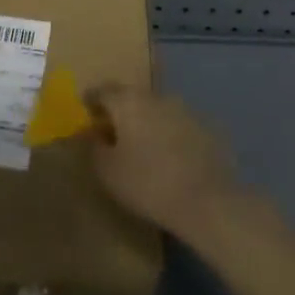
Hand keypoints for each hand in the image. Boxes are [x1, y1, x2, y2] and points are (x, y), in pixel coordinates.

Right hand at [88, 84, 242, 238]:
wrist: (208, 202)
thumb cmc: (148, 184)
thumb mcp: (107, 171)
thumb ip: (94, 146)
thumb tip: (95, 133)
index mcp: (128, 102)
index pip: (103, 91)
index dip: (92, 100)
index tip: (86, 112)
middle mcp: (157, 97)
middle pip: (132, 97)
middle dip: (120, 111)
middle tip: (112, 131)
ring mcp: (186, 110)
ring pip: (158, 110)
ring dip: (147, 122)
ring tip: (143, 146)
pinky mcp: (208, 128)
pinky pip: (179, 126)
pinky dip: (170, 135)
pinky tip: (171, 158)